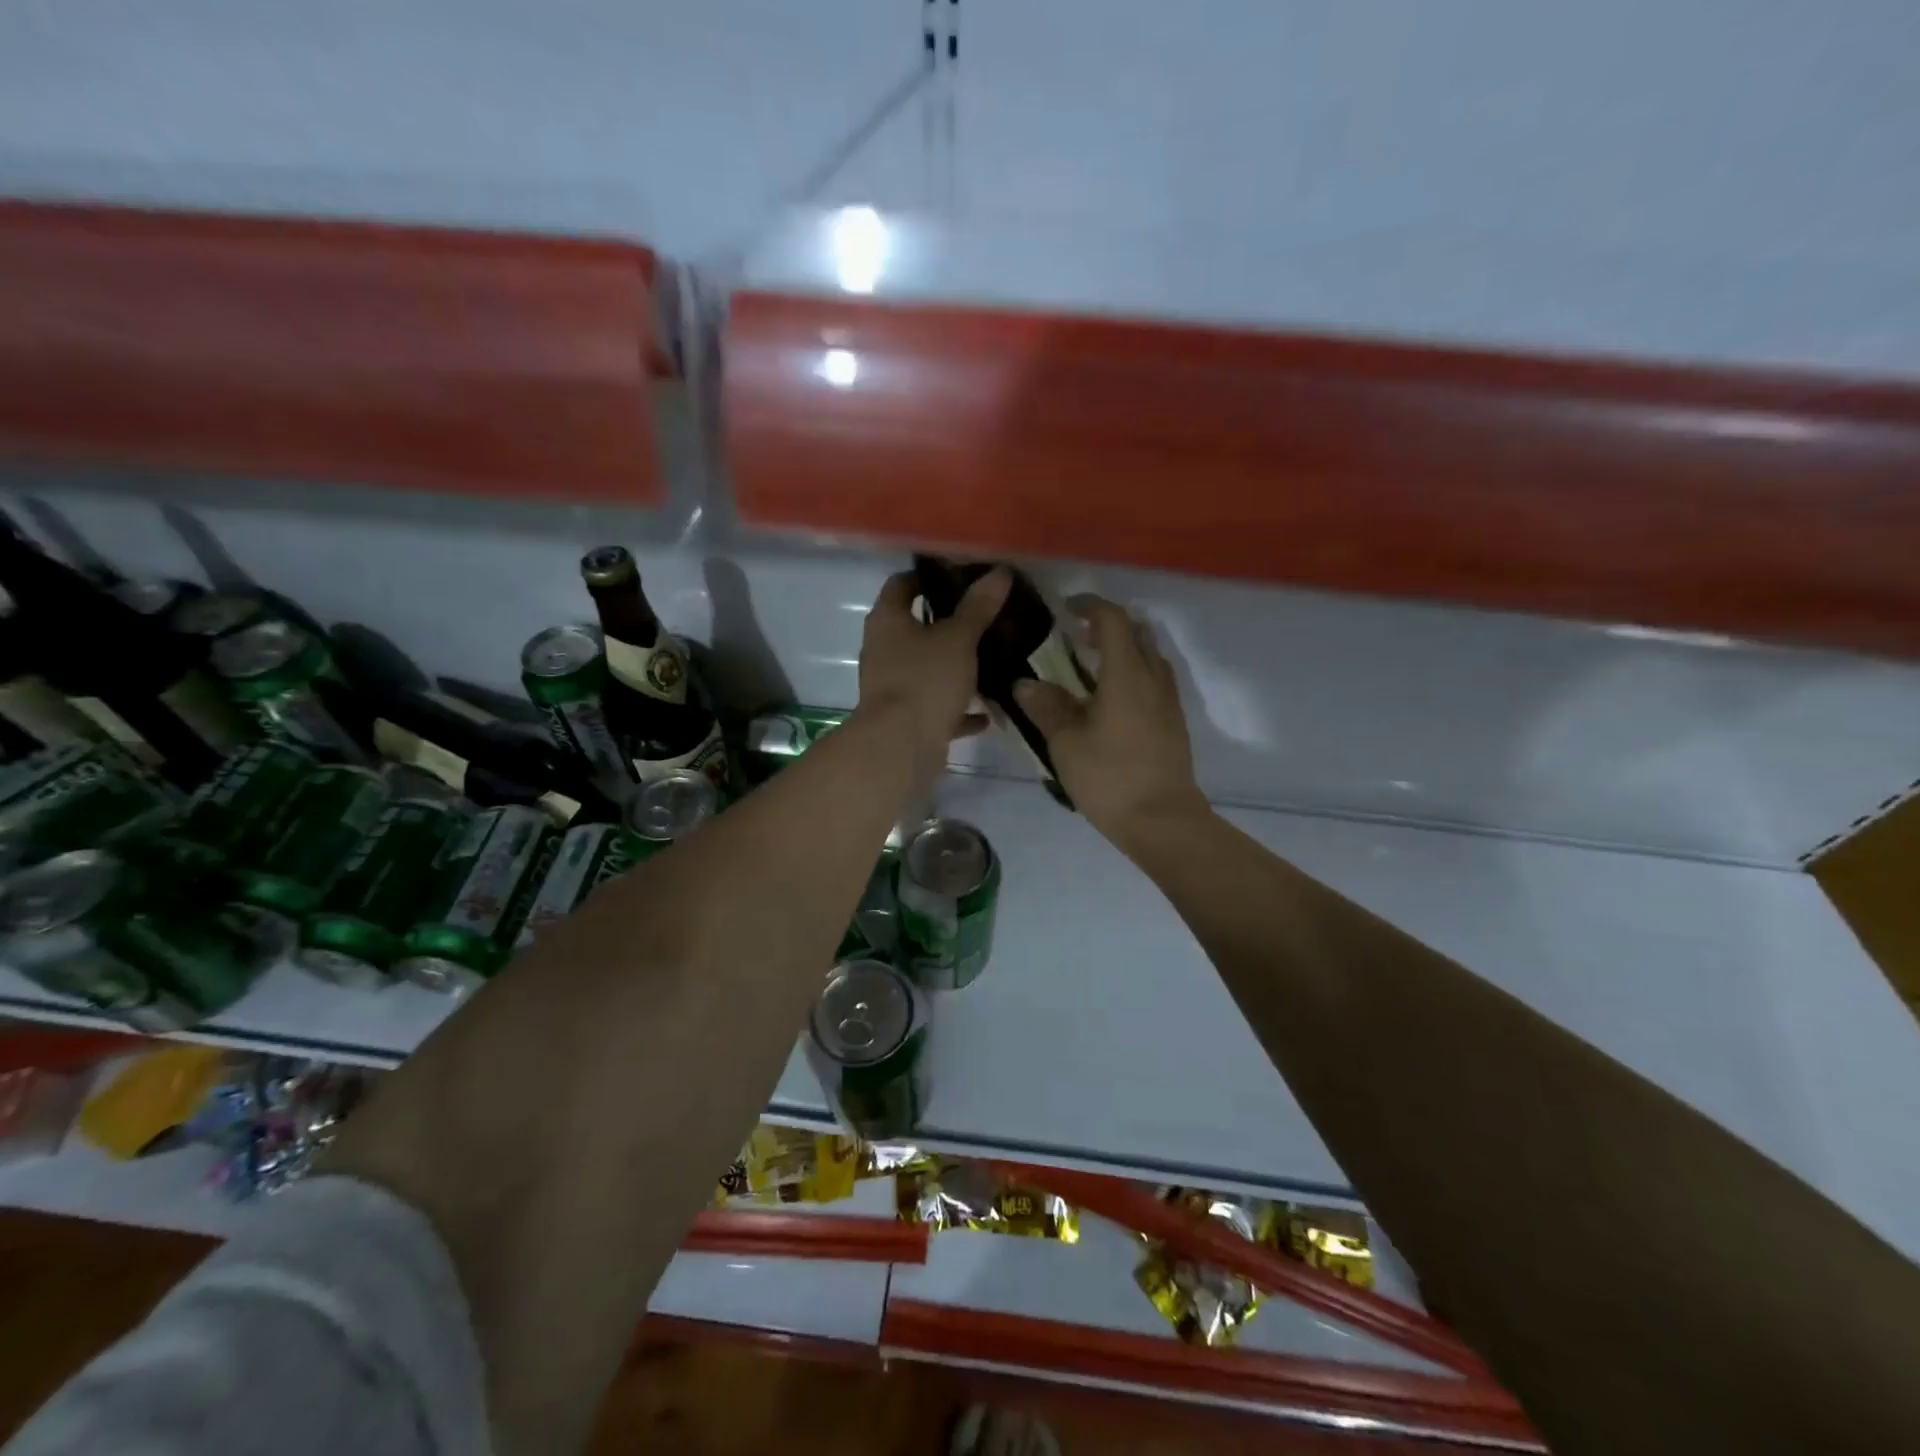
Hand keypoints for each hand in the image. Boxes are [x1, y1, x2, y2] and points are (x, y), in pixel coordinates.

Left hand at [858, 568, 1008, 769]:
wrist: (900, 747)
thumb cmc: (925, 680)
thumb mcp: (959, 639)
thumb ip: (978, 607)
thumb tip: (999, 572)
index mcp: (888, 621)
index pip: (902, 584)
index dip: (927, 576)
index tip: (960, 575)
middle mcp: (883, 650)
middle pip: (916, 628)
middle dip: (949, 624)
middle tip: (986, 616)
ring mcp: (893, 686)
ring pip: (928, 669)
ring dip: (956, 668)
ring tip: (993, 661)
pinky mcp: (906, 718)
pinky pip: (936, 706)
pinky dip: (958, 708)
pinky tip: (987, 711)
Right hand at [1015, 596, 1207, 851]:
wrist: (1162, 820)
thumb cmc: (1109, 777)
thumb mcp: (1066, 742)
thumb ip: (1047, 707)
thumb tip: (1026, 684)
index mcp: (1127, 674)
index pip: (1112, 620)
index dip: (1090, 607)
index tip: (1067, 609)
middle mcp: (1153, 678)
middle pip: (1137, 633)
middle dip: (1108, 626)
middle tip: (1078, 638)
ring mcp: (1169, 701)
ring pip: (1150, 657)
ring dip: (1124, 651)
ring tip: (1092, 669)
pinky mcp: (1173, 723)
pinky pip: (1155, 681)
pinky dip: (1134, 674)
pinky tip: (1111, 701)